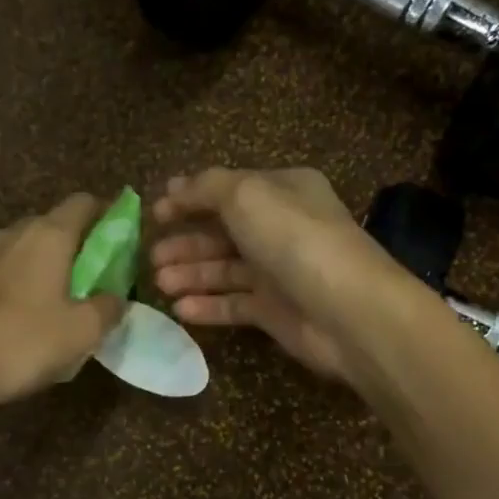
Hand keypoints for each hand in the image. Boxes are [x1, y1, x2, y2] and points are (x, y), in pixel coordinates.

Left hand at [0, 193, 125, 406]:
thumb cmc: (24, 339)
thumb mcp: (82, 330)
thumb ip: (108, 307)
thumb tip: (115, 298)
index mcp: (49, 234)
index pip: (84, 203)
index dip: (108, 214)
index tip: (123, 238)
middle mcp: (15, 232)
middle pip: (55, 225)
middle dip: (79, 246)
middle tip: (98, 278)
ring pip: (28, 249)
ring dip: (48, 266)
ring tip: (64, 300)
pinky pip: (6, 271)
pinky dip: (23, 284)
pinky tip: (30, 316)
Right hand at [147, 168, 411, 383]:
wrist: (346, 310)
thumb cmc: (294, 240)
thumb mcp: (246, 195)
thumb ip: (207, 188)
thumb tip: (176, 187)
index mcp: (283, 191)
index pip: (228, 190)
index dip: (190, 199)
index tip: (154, 213)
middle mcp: (281, 228)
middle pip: (223, 233)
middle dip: (186, 243)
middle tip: (151, 257)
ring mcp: (279, 272)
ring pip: (225, 270)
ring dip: (191, 274)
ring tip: (159, 284)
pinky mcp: (276, 312)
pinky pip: (234, 304)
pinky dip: (207, 306)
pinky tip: (180, 310)